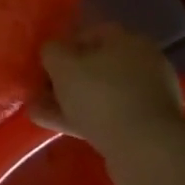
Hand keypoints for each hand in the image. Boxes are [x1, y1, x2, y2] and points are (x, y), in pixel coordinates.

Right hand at [37, 24, 184, 156]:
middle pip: (95, 66)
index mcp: (128, 40)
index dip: (62, 47)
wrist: (145, 150)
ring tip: (37, 112)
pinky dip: (83, 119)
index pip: (89, 34)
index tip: (43, 64)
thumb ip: (51, 51)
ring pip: (99, 94)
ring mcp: (147, 97)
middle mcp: (143, 63)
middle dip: (64, 79)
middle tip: (38, 91)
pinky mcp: (146, 126)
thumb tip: (52, 52)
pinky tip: (56, 126)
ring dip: (69, 101)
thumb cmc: (101, 95)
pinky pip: (108, 116)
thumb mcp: (62, 65)